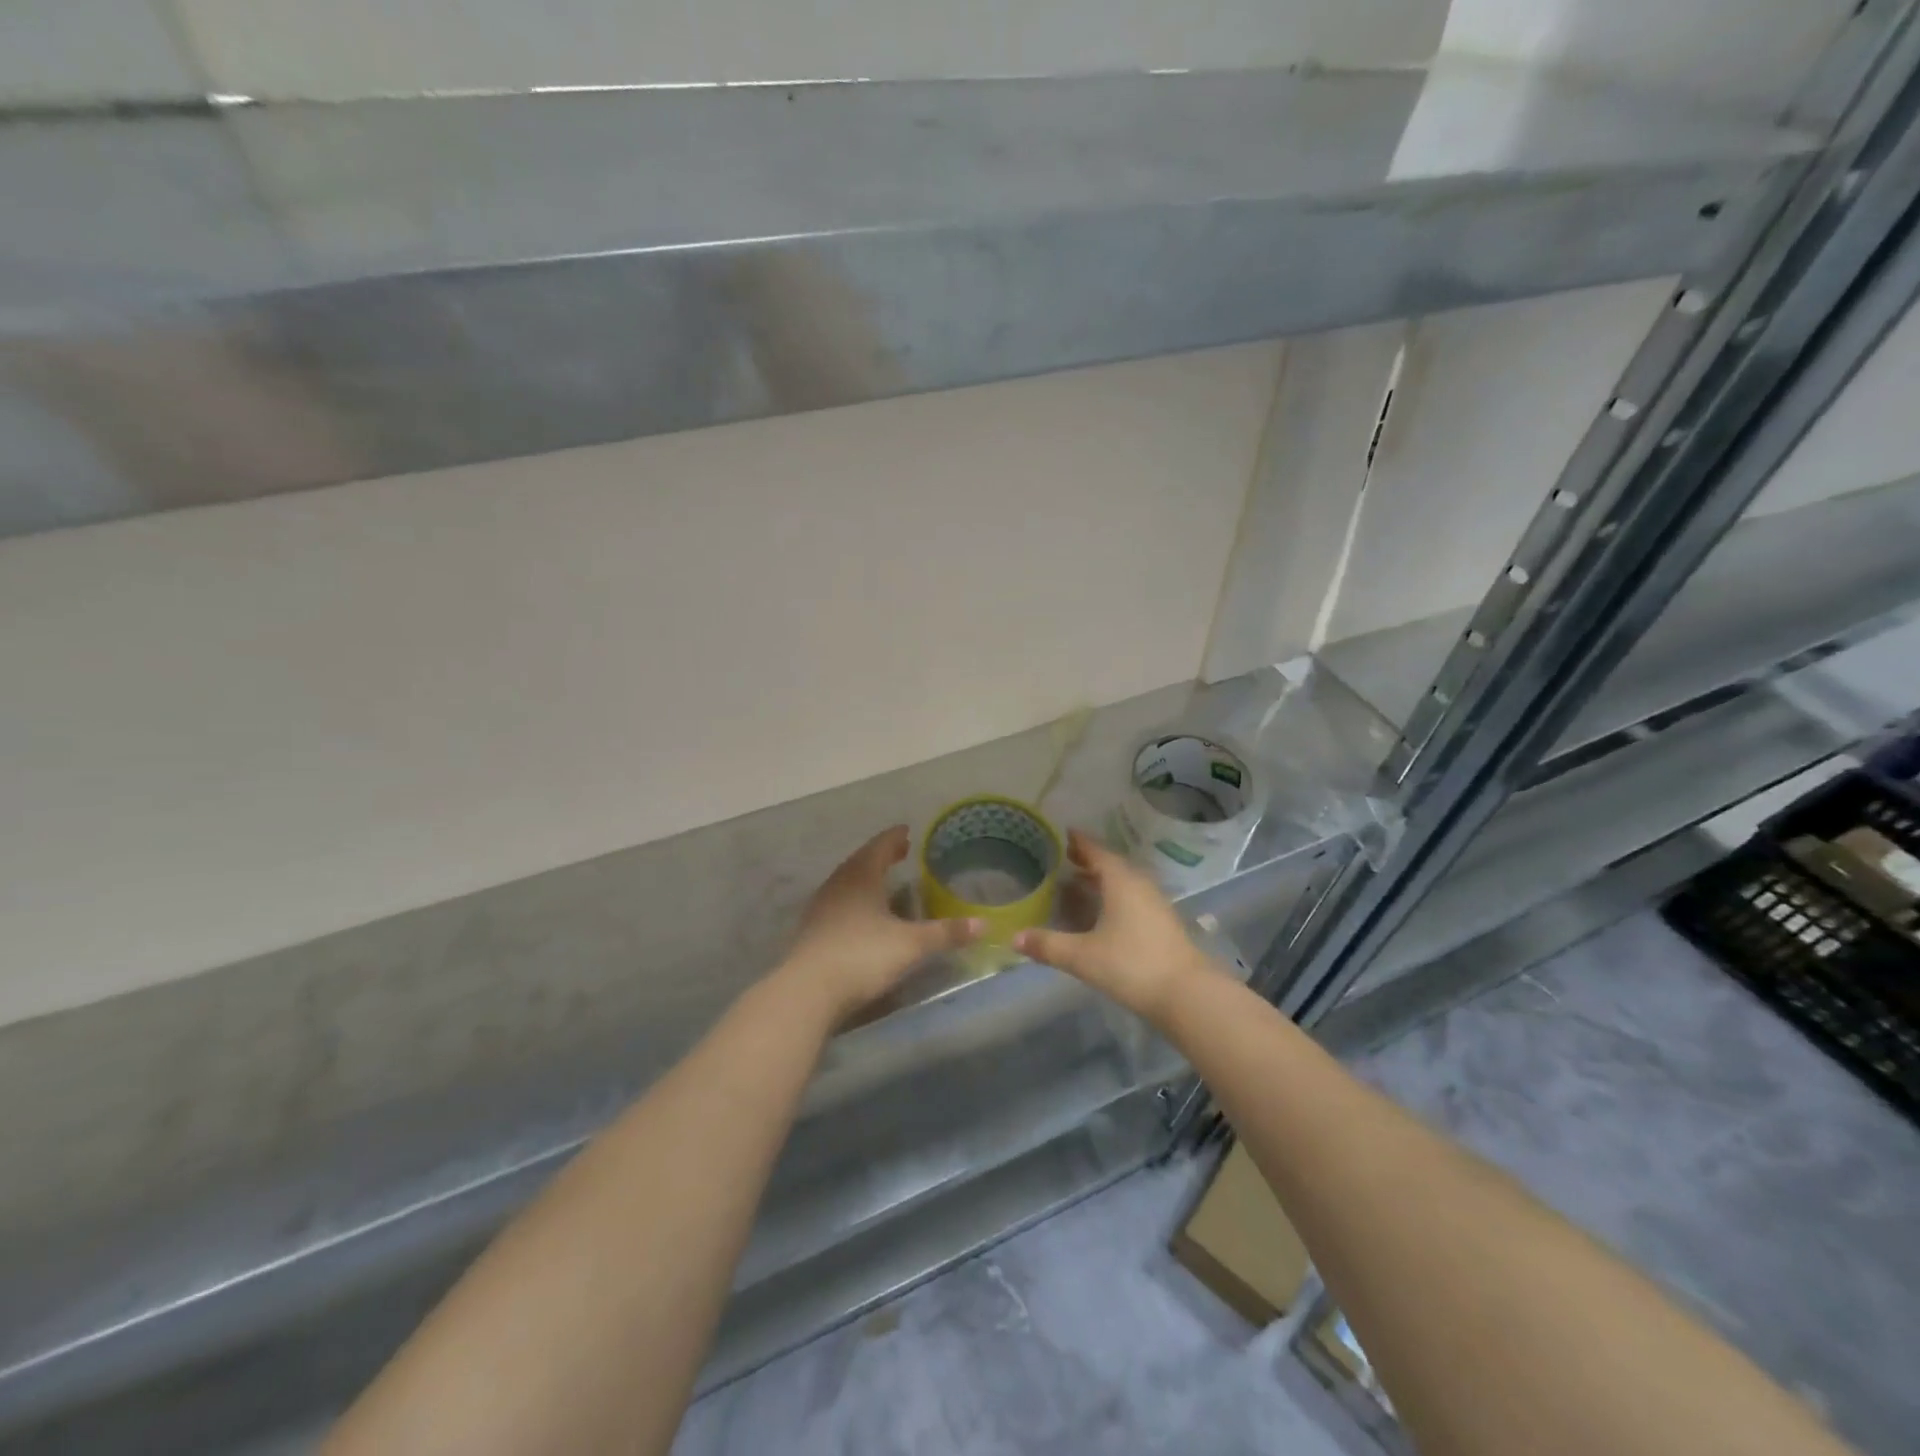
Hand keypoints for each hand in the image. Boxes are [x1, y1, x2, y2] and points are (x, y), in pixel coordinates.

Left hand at [779, 826, 981, 1022]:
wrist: (808, 991)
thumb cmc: (862, 956)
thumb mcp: (911, 945)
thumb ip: (946, 933)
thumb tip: (983, 924)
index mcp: (861, 876)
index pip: (880, 846)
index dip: (895, 838)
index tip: (907, 831)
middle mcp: (839, 884)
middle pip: (861, 861)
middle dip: (881, 855)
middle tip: (901, 852)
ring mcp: (821, 907)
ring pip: (847, 881)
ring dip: (866, 876)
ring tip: (883, 879)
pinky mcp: (812, 930)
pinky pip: (838, 902)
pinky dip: (854, 898)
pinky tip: (862, 913)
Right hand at [1015, 830, 1218, 1023]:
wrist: (1187, 994)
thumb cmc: (1131, 965)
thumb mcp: (1082, 956)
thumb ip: (1048, 945)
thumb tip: (1014, 938)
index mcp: (1120, 881)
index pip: (1096, 851)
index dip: (1078, 842)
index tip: (1061, 833)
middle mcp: (1139, 884)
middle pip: (1110, 864)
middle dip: (1087, 860)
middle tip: (1062, 859)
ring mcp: (1155, 904)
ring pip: (1123, 882)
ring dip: (1100, 880)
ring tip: (1076, 884)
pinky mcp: (1162, 923)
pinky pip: (1132, 898)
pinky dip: (1113, 897)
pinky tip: (1101, 913)